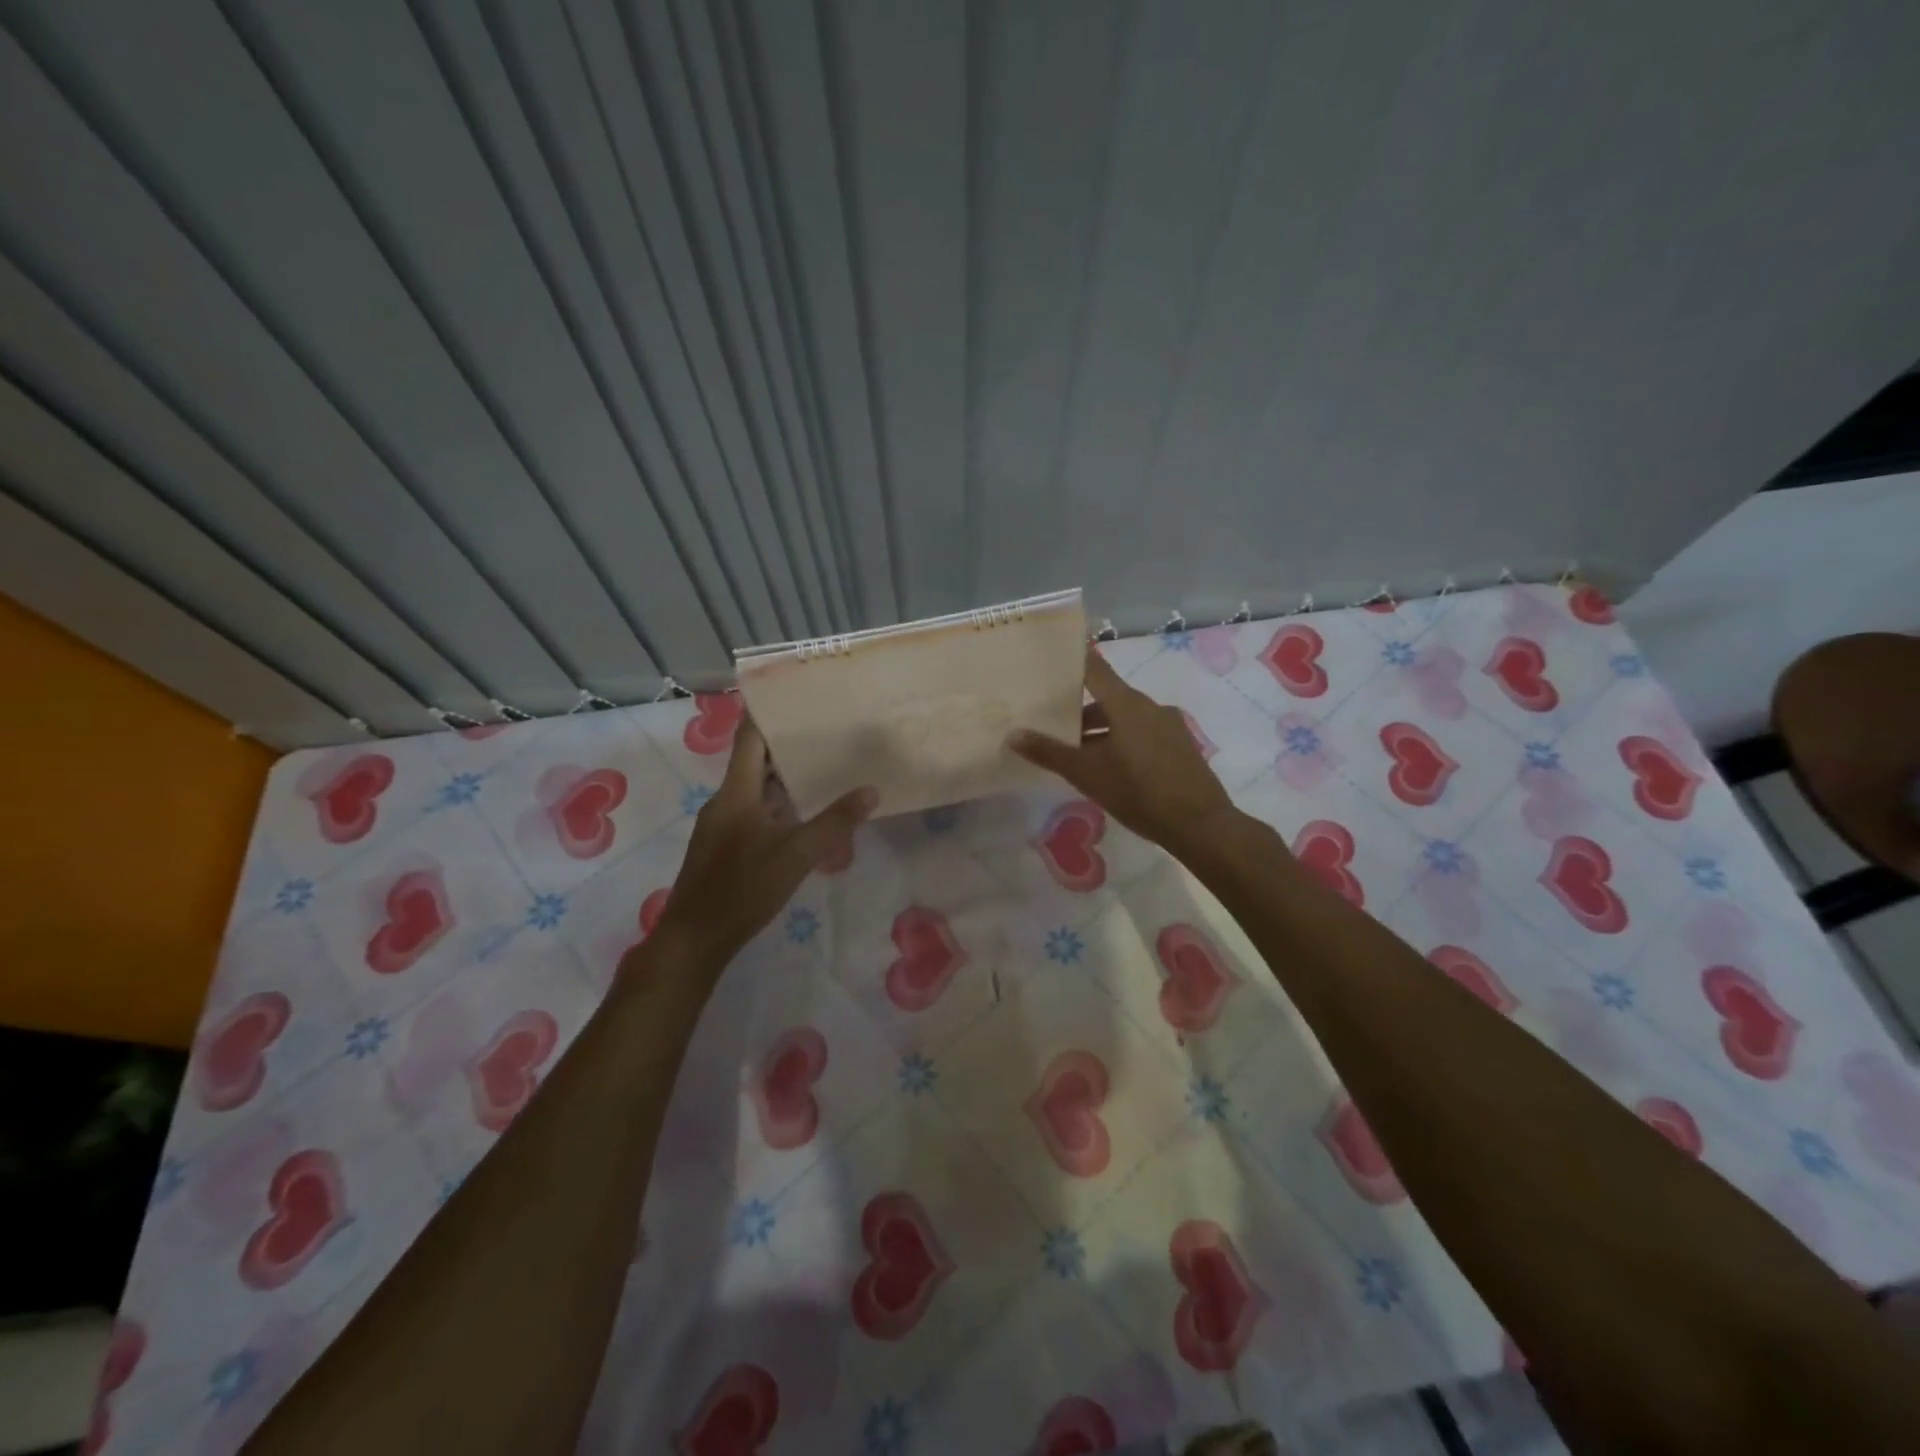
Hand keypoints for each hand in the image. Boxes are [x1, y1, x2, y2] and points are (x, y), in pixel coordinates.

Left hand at [644, 719, 875, 969]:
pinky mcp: (725, 846)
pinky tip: (804, 811)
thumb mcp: (796, 854)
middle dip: (785, 744)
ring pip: (755, 788)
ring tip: (822, 763)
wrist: (696, 938)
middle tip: (824, 728)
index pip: (748, 738)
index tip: (791, 693)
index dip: (766, 713)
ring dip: (783, 776)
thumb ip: (834, 822)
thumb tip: (871, 790)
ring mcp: (723, 825)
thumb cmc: (743, 888)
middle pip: (753, 761)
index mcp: (736, 793)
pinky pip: (754, 811)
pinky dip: (778, 803)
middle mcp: (726, 801)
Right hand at [1009, 645, 1238, 857]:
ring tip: (1080, 757)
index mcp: (1126, 704)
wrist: (1199, 824)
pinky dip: (1123, 740)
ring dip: (1102, 730)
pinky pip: (1144, 732)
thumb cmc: (1138, 792)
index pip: (1095, 669)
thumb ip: (1049, 752)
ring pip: (1126, 718)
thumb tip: (1013, 735)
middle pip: (1109, 697)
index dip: (1075, 659)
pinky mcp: (1181, 745)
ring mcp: (1169, 725)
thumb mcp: (1087, 774)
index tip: (1055, 654)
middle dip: (1081, 711)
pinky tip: (1113, 769)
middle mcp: (1150, 706)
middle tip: (1054, 727)